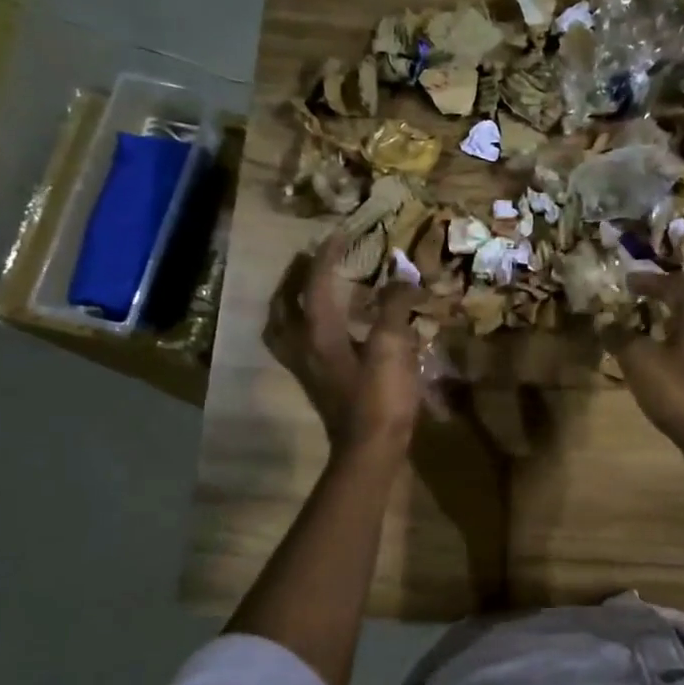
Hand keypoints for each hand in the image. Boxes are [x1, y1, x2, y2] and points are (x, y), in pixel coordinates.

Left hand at [266, 235, 423, 454]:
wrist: (369, 451)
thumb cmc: (381, 399)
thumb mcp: (393, 349)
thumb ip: (394, 309)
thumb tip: (401, 278)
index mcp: (319, 333)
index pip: (316, 283)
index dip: (328, 256)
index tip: (339, 233)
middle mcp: (302, 346)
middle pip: (285, 304)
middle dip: (296, 277)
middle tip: (311, 259)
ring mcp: (303, 368)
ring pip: (282, 327)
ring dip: (290, 303)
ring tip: (305, 291)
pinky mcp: (313, 384)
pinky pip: (294, 346)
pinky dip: (300, 328)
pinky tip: (321, 330)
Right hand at [608, 273, 683, 487]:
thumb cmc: (683, 395)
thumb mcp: (641, 362)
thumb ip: (622, 338)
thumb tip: (606, 321)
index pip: (675, 288)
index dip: (650, 281)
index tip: (628, 281)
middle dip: (672, 305)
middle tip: (649, 307)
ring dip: (677, 333)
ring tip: (652, 341)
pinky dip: (681, 359)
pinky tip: (666, 373)